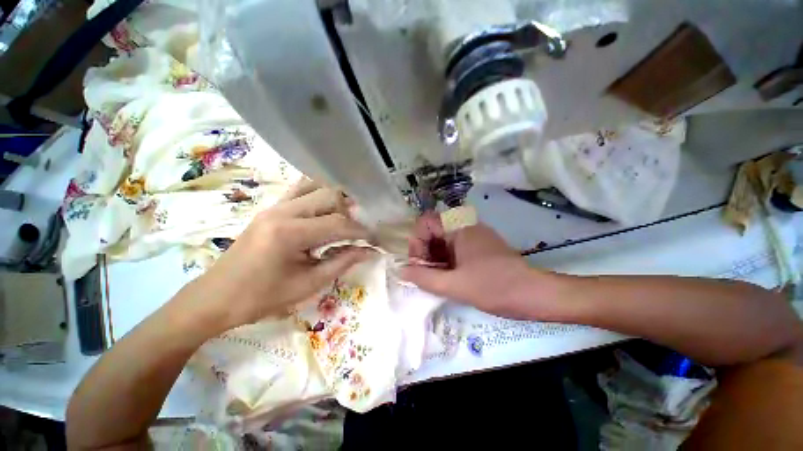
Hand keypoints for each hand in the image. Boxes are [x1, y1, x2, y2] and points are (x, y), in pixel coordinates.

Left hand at [180, 179, 370, 330]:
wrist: (216, 297)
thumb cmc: (261, 298)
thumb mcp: (308, 285)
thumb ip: (342, 262)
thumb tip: (368, 251)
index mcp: (289, 233)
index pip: (337, 223)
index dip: (360, 231)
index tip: (374, 239)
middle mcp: (282, 211)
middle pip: (329, 196)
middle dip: (350, 213)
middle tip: (357, 231)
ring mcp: (274, 206)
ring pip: (316, 187)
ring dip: (335, 201)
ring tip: (344, 219)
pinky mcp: (271, 209)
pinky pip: (301, 191)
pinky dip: (319, 196)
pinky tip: (325, 211)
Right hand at [400, 212, 560, 319]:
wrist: (534, 293)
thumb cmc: (494, 286)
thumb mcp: (454, 285)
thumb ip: (424, 278)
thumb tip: (401, 270)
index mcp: (459, 226)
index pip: (424, 222)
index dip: (417, 241)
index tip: (420, 264)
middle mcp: (465, 224)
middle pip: (433, 231)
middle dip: (425, 252)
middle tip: (428, 274)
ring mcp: (474, 234)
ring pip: (443, 239)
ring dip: (435, 257)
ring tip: (439, 278)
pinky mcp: (480, 244)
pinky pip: (455, 246)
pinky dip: (447, 259)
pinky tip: (451, 276)